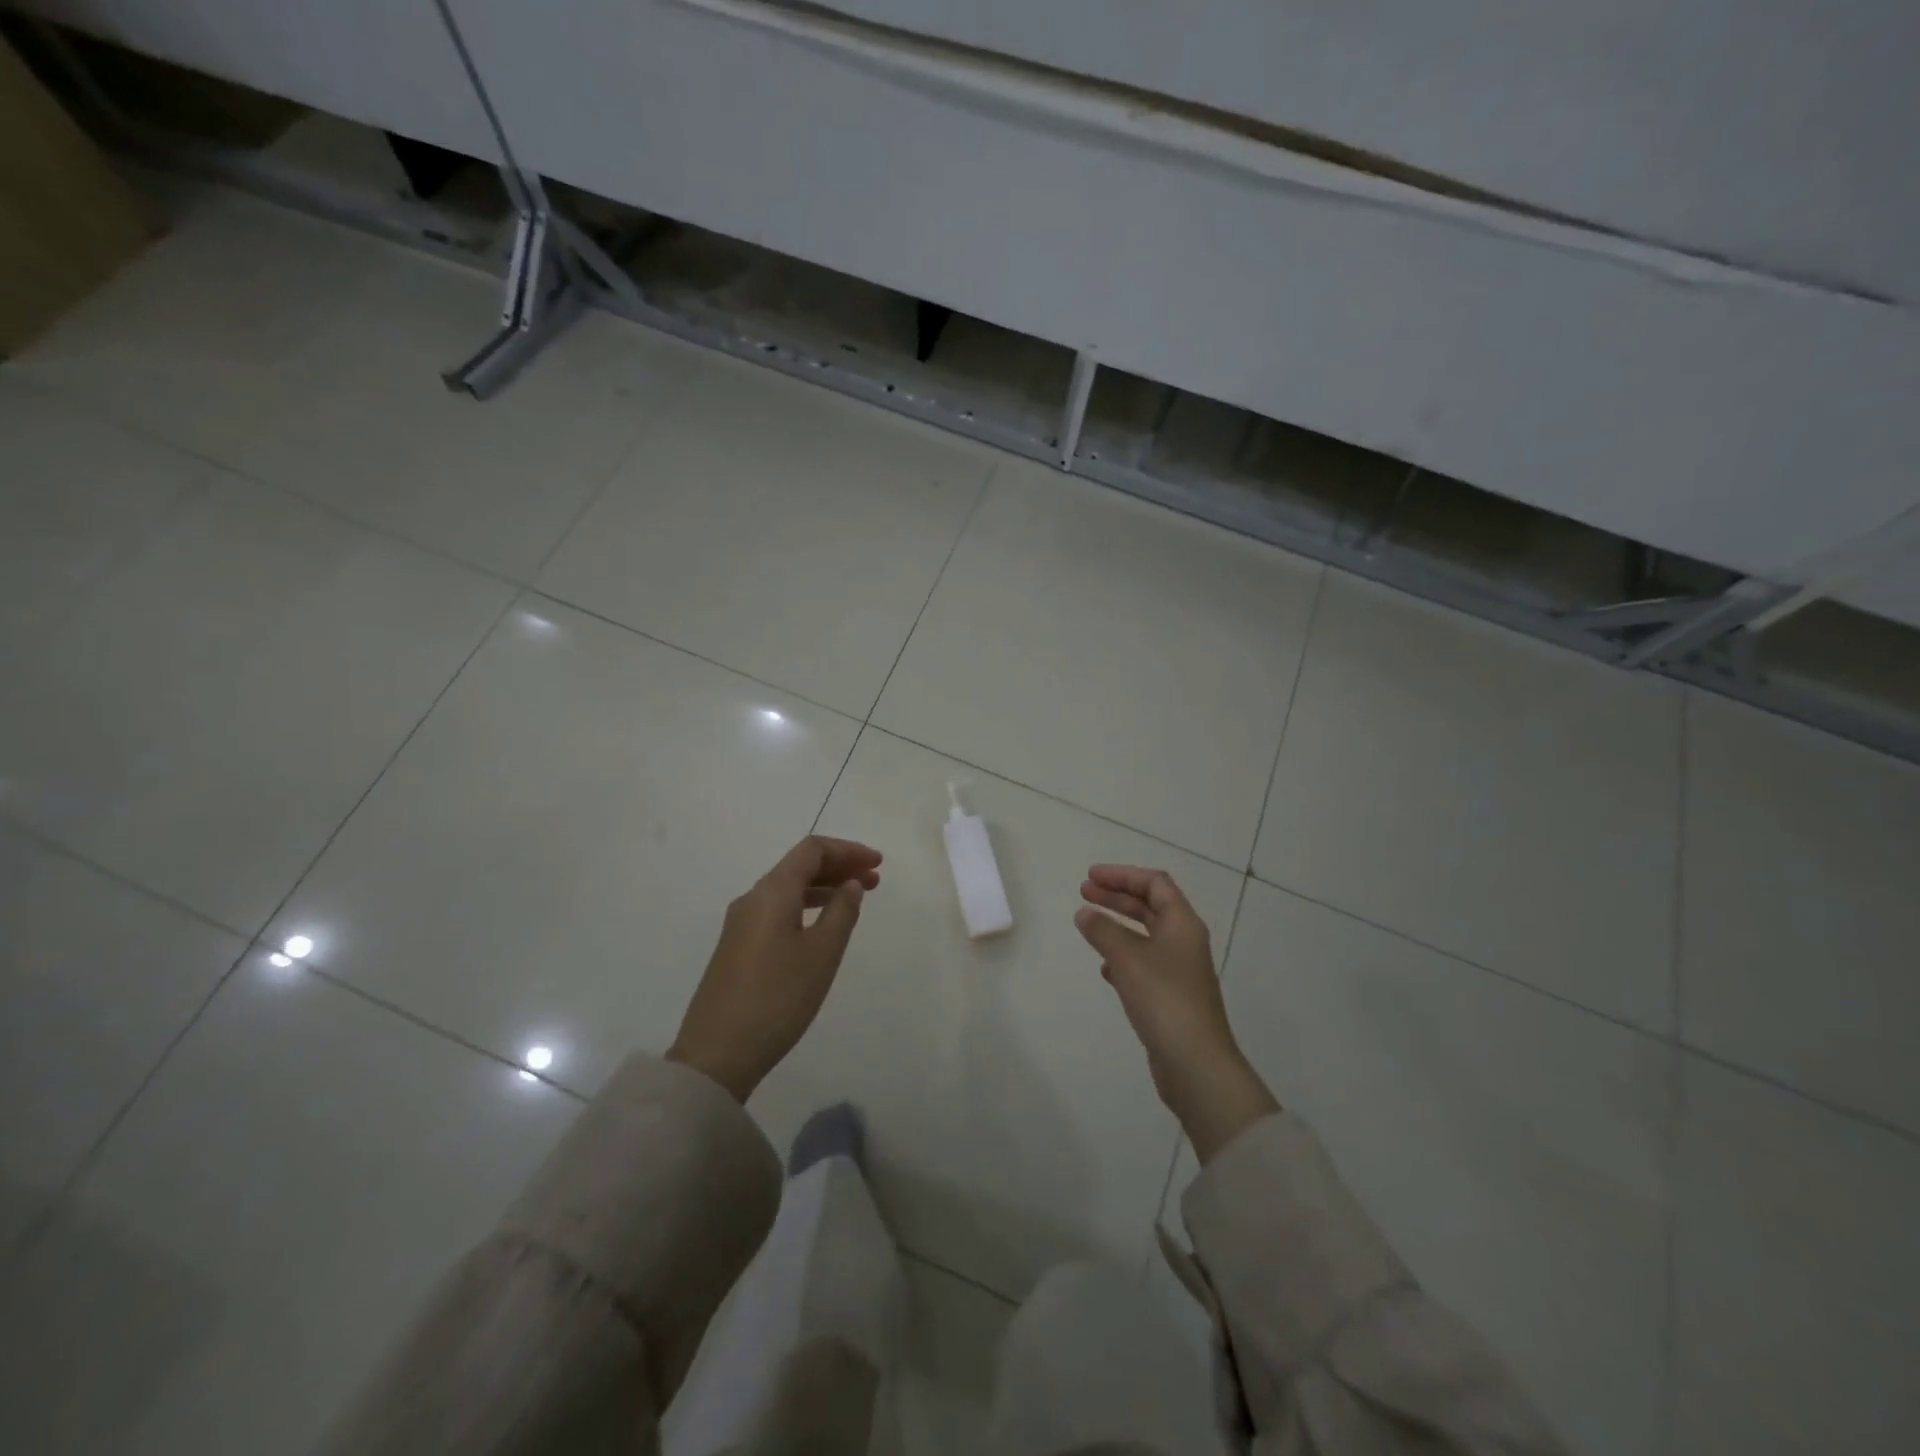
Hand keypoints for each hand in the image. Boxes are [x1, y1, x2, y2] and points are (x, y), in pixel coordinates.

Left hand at [668, 836, 882, 1101]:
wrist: (717, 1054)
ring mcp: (741, 924)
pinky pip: (778, 910)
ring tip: (855, 900)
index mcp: (772, 892)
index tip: (878, 863)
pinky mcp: (737, 947)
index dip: (848, 850)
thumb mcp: (822, 954)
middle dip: (839, 866)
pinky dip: (806, 906)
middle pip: (799, 866)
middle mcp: (753, 898)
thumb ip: (842, 912)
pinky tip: (822, 926)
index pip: (812, 850)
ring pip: (788, 889)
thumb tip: (851, 883)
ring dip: (824, 887)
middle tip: (874, 879)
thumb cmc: (778, 998)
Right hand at [1076, 865, 1278, 1162]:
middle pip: (1150, 906)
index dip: (1122, 875)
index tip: (1090, 877)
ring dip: (1118, 925)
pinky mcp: (1171, 996)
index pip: (1154, 883)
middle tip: (1084, 893)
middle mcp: (1184, 941)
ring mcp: (1179, 970)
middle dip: (1117, 896)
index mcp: (1182, 924)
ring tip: (1088, 924)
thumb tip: (1085, 913)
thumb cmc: (1164, 1000)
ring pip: (1145, 935)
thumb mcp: (1128, 959)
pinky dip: (1122, 956)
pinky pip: (1144, 963)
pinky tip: (1104, 968)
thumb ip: (1103, 931)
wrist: (1195, 1063)